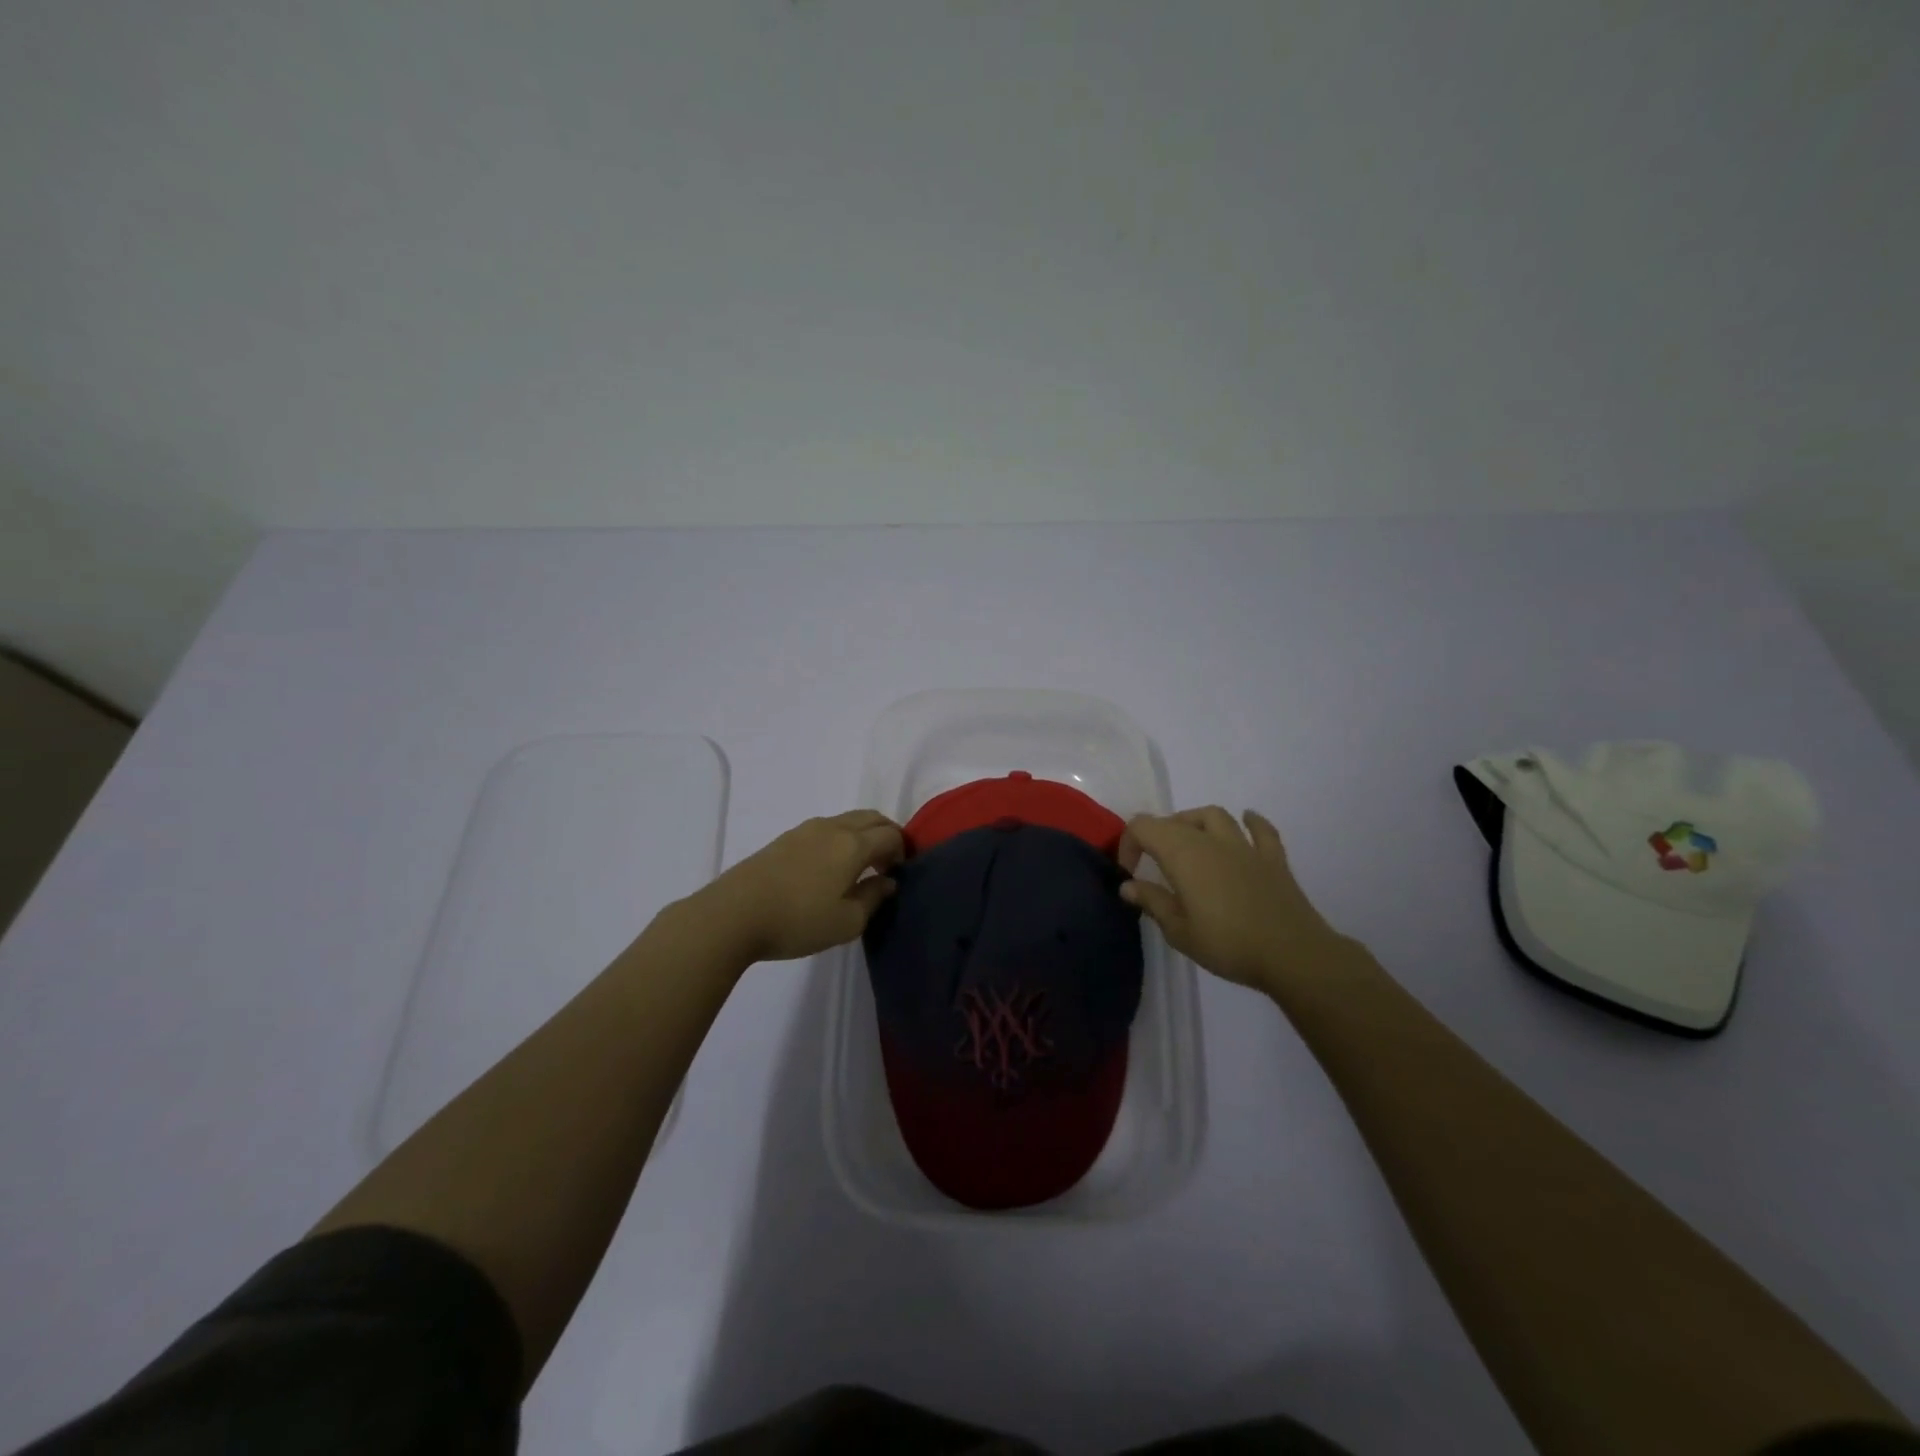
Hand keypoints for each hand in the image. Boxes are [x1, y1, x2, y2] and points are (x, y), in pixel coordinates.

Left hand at [692, 810, 904, 962]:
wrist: (733, 914)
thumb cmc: (797, 921)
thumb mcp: (846, 922)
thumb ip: (873, 898)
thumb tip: (887, 881)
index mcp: (853, 844)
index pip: (891, 835)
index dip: (902, 851)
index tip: (898, 874)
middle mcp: (833, 827)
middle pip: (872, 818)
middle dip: (886, 835)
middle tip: (886, 864)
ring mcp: (806, 829)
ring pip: (848, 820)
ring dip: (863, 835)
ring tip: (858, 867)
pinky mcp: (785, 838)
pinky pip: (826, 828)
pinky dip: (841, 838)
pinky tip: (829, 867)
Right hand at [1119, 807, 1347, 994]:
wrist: (1292, 955)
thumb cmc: (1228, 944)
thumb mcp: (1179, 931)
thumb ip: (1152, 902)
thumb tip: (1128, 885)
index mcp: (1183, 855)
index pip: (1143, 827)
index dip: (1128, 843)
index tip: (1129, 873)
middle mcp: (1211, 841)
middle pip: (1175, 820)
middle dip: (1156, 836)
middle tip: (1153, 865)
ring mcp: (1245, 847)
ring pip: (1214, 816)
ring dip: (1195, 822)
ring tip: (1189, 841)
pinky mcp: (1273, 859)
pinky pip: (1261, 830)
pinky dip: (1251, 822)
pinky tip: (1247, 820)